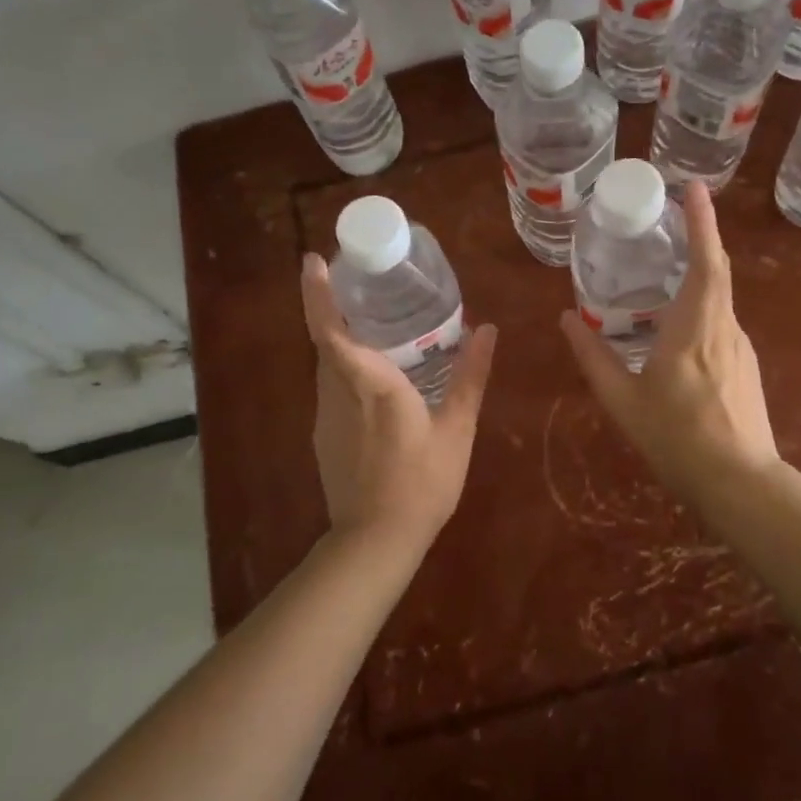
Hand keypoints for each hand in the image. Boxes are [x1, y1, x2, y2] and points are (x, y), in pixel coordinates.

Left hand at [299, 255, 497, 549]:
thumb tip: (488, 330)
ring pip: (328, 364)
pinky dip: (346, 368)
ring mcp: (325, 416)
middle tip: (361, 281)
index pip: (332, 330)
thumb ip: (471, 376)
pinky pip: (332, 387)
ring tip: (375, 323)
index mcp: (371, 384)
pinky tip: (373, 378)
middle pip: (326, 340)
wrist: (376, 541)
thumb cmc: (422, 482)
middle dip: (334, 306)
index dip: (318, 294)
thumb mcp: (457, 429)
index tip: (313, 260)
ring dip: (342, 338)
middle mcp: (338, 393)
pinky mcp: (323, 435)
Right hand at [559, 180, 777, 501]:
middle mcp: (724, 327)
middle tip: (674, 214)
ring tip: (667, 266)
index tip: (694, 187)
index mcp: (695, 328)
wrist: (741, 483)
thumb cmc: (677, 438)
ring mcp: (741, 346)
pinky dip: (702, 303)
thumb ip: (593, 356)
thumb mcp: (623, 400)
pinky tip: (678, 323)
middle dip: (701, 235)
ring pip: (720, 296)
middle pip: (717, 269)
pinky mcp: (746, 365)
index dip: (701, 221)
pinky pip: (721, 320)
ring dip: (699, 271)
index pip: (705, 261)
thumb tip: (566, 319)